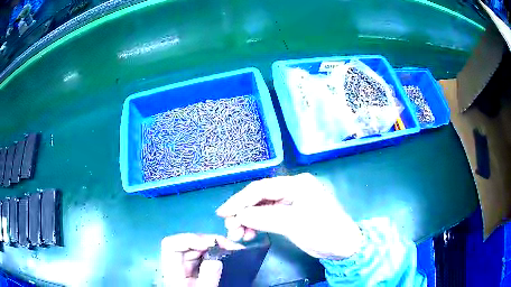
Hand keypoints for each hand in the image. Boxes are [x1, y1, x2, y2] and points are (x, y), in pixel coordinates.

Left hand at [160, 233, 243, 286]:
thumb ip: (208, 277)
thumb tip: (217, 258)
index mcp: (173, 271)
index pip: (171, 245)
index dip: (188, 239)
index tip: (210, 244)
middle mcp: (176, 265)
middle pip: (186, 244)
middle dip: (208, 241)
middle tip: (230, 245)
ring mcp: (184, 267)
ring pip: (195, 248)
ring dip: (213, 246)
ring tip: (232, 248)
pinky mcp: (192, 270)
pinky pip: (201, 256)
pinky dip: (214, 253)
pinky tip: (227, 254)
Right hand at [216, 173, 362, 259]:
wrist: (344, 245)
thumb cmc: (324, 231)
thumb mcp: (294, 224)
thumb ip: (264, 218)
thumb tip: (239, 216)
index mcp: (296, 184)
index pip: (261, 189)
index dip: (239, 200)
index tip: (223, 213)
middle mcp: (292, 188)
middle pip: (259, 197)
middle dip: (242, 212)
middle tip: (230, 229)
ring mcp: (291, 201)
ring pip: (261, 207)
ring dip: (247, 220)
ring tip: (238, 235)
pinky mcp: (290, 213)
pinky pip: (268, 215)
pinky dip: (256, 224)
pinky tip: (249, 233)